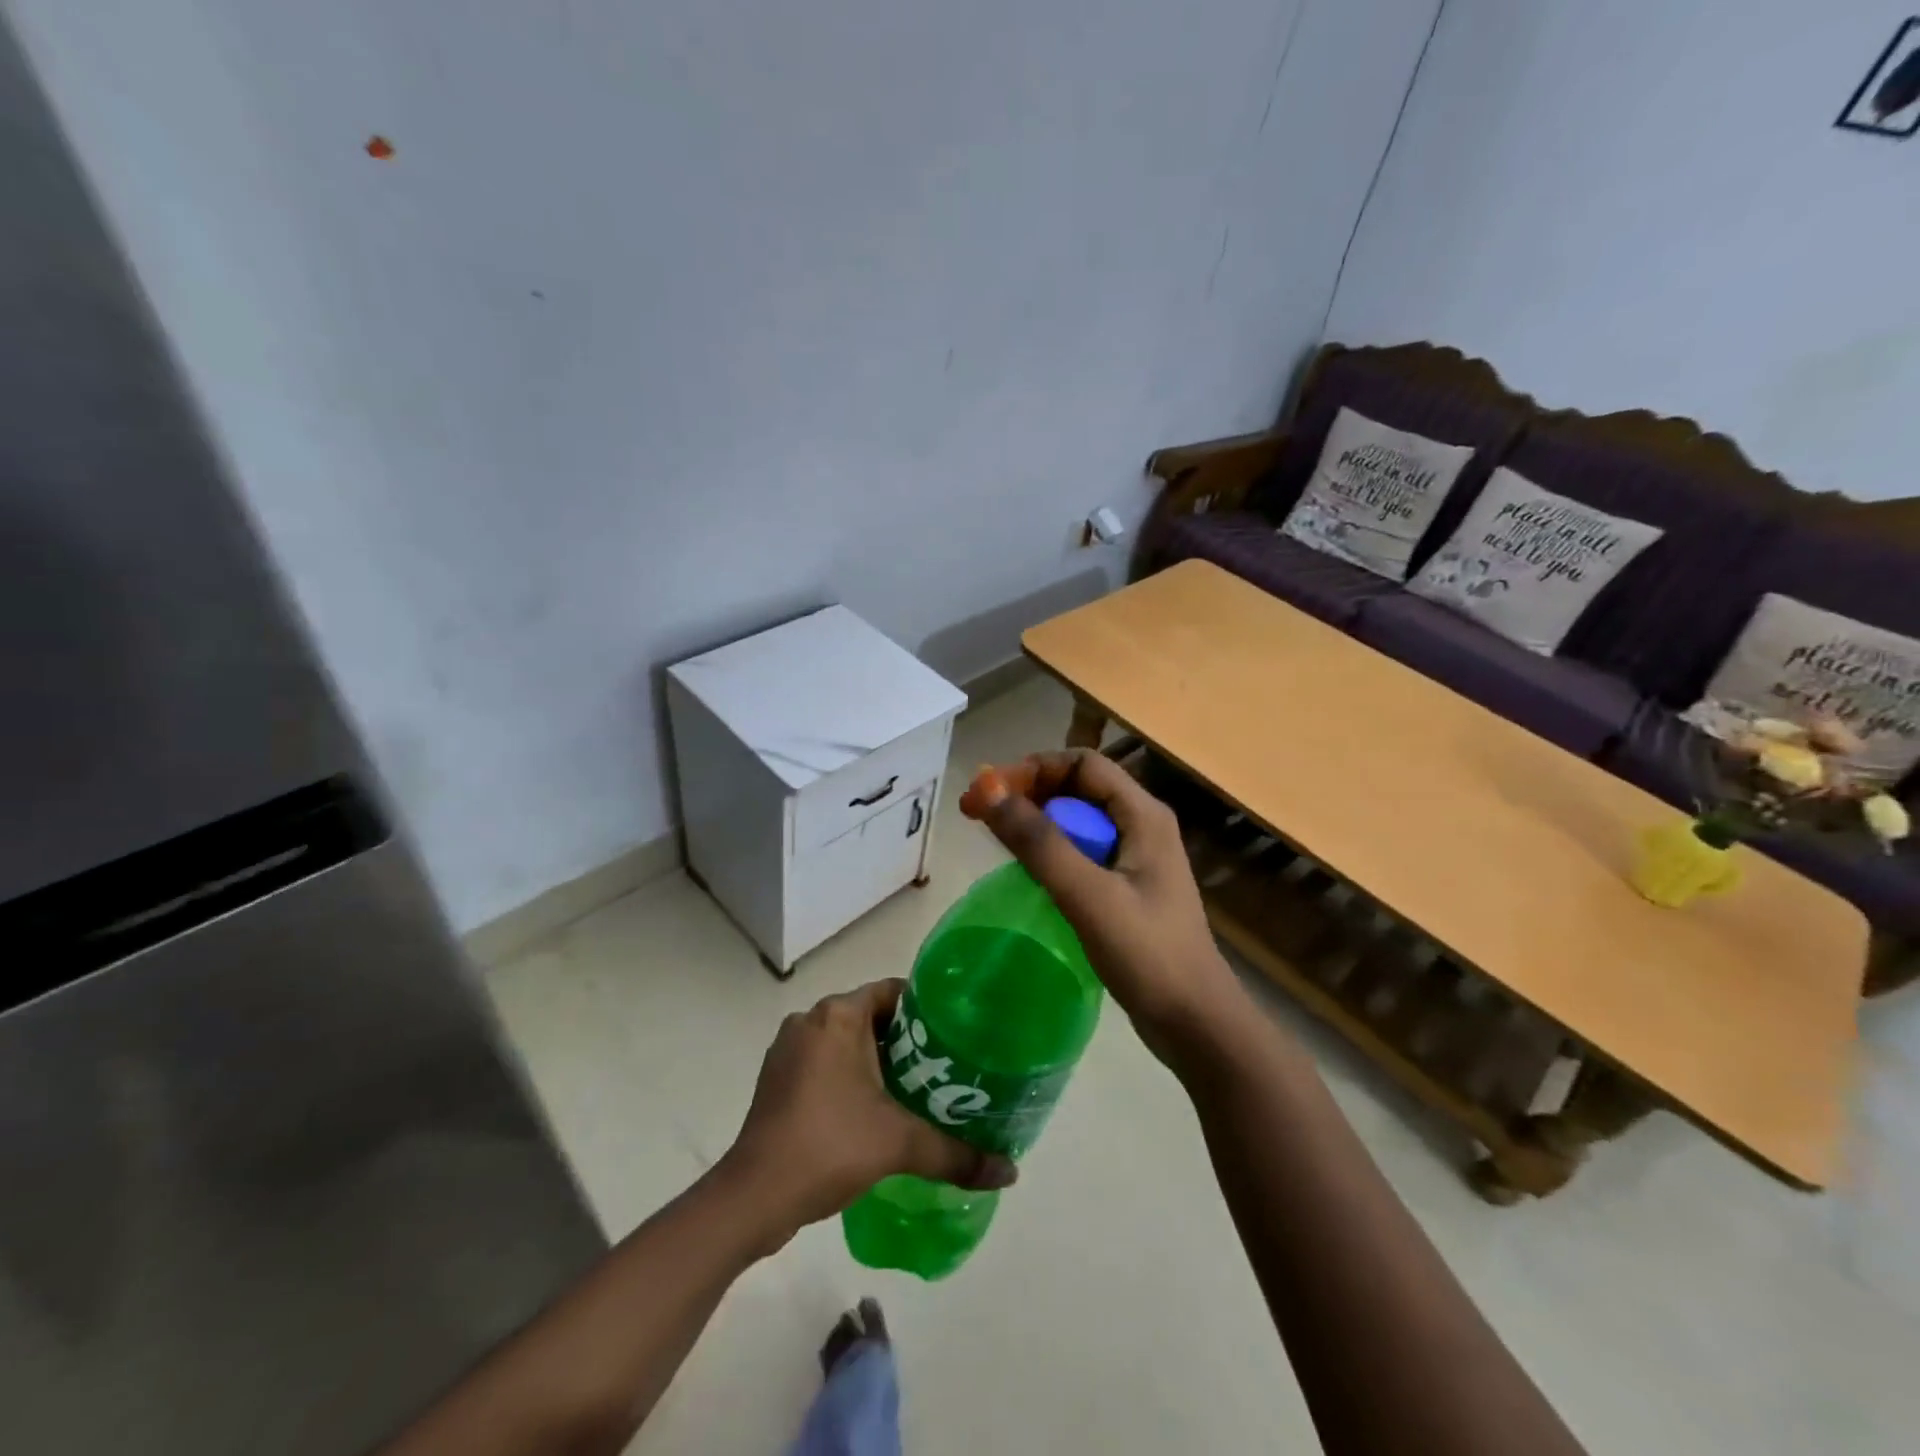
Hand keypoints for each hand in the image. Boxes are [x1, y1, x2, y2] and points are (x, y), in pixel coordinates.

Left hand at [719, 979, 1016, 1245]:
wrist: (753, 1197)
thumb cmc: (828, 1146)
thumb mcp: (900, 1145)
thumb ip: (956, 1154)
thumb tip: (1010, 1172)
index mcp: (838, 1014)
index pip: (893, 993)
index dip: (927, 1010)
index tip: (956, 1035)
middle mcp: (810, 1020)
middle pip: (872, 1018)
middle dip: (907, 1042)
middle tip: (944, 1069)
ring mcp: (789, 1050)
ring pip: (847, 1043)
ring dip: (878, 1062)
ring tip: (916, 1092)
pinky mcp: (777, 1080)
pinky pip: (826, 1064)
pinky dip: (850, 1079)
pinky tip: (874, 1112)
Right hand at [961, 751, 1247, 1070]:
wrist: (1196, 1025)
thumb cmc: (1148, 955)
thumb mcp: (1088, 896)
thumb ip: (1039, 843)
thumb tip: (987, 791)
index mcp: (1143, 815)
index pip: (1083, 763)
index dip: (1034, 769)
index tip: (990, 792)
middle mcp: (1142, 826)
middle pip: (1078, 788)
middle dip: (1029, 794)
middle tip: (981, 816)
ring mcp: (1136, 859)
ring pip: (1078, 822)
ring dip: (1038, 824)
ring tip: (997, 842)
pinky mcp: (1128, 889)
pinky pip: (1083, 854)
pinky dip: (1052, 853)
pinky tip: (1030, 874)